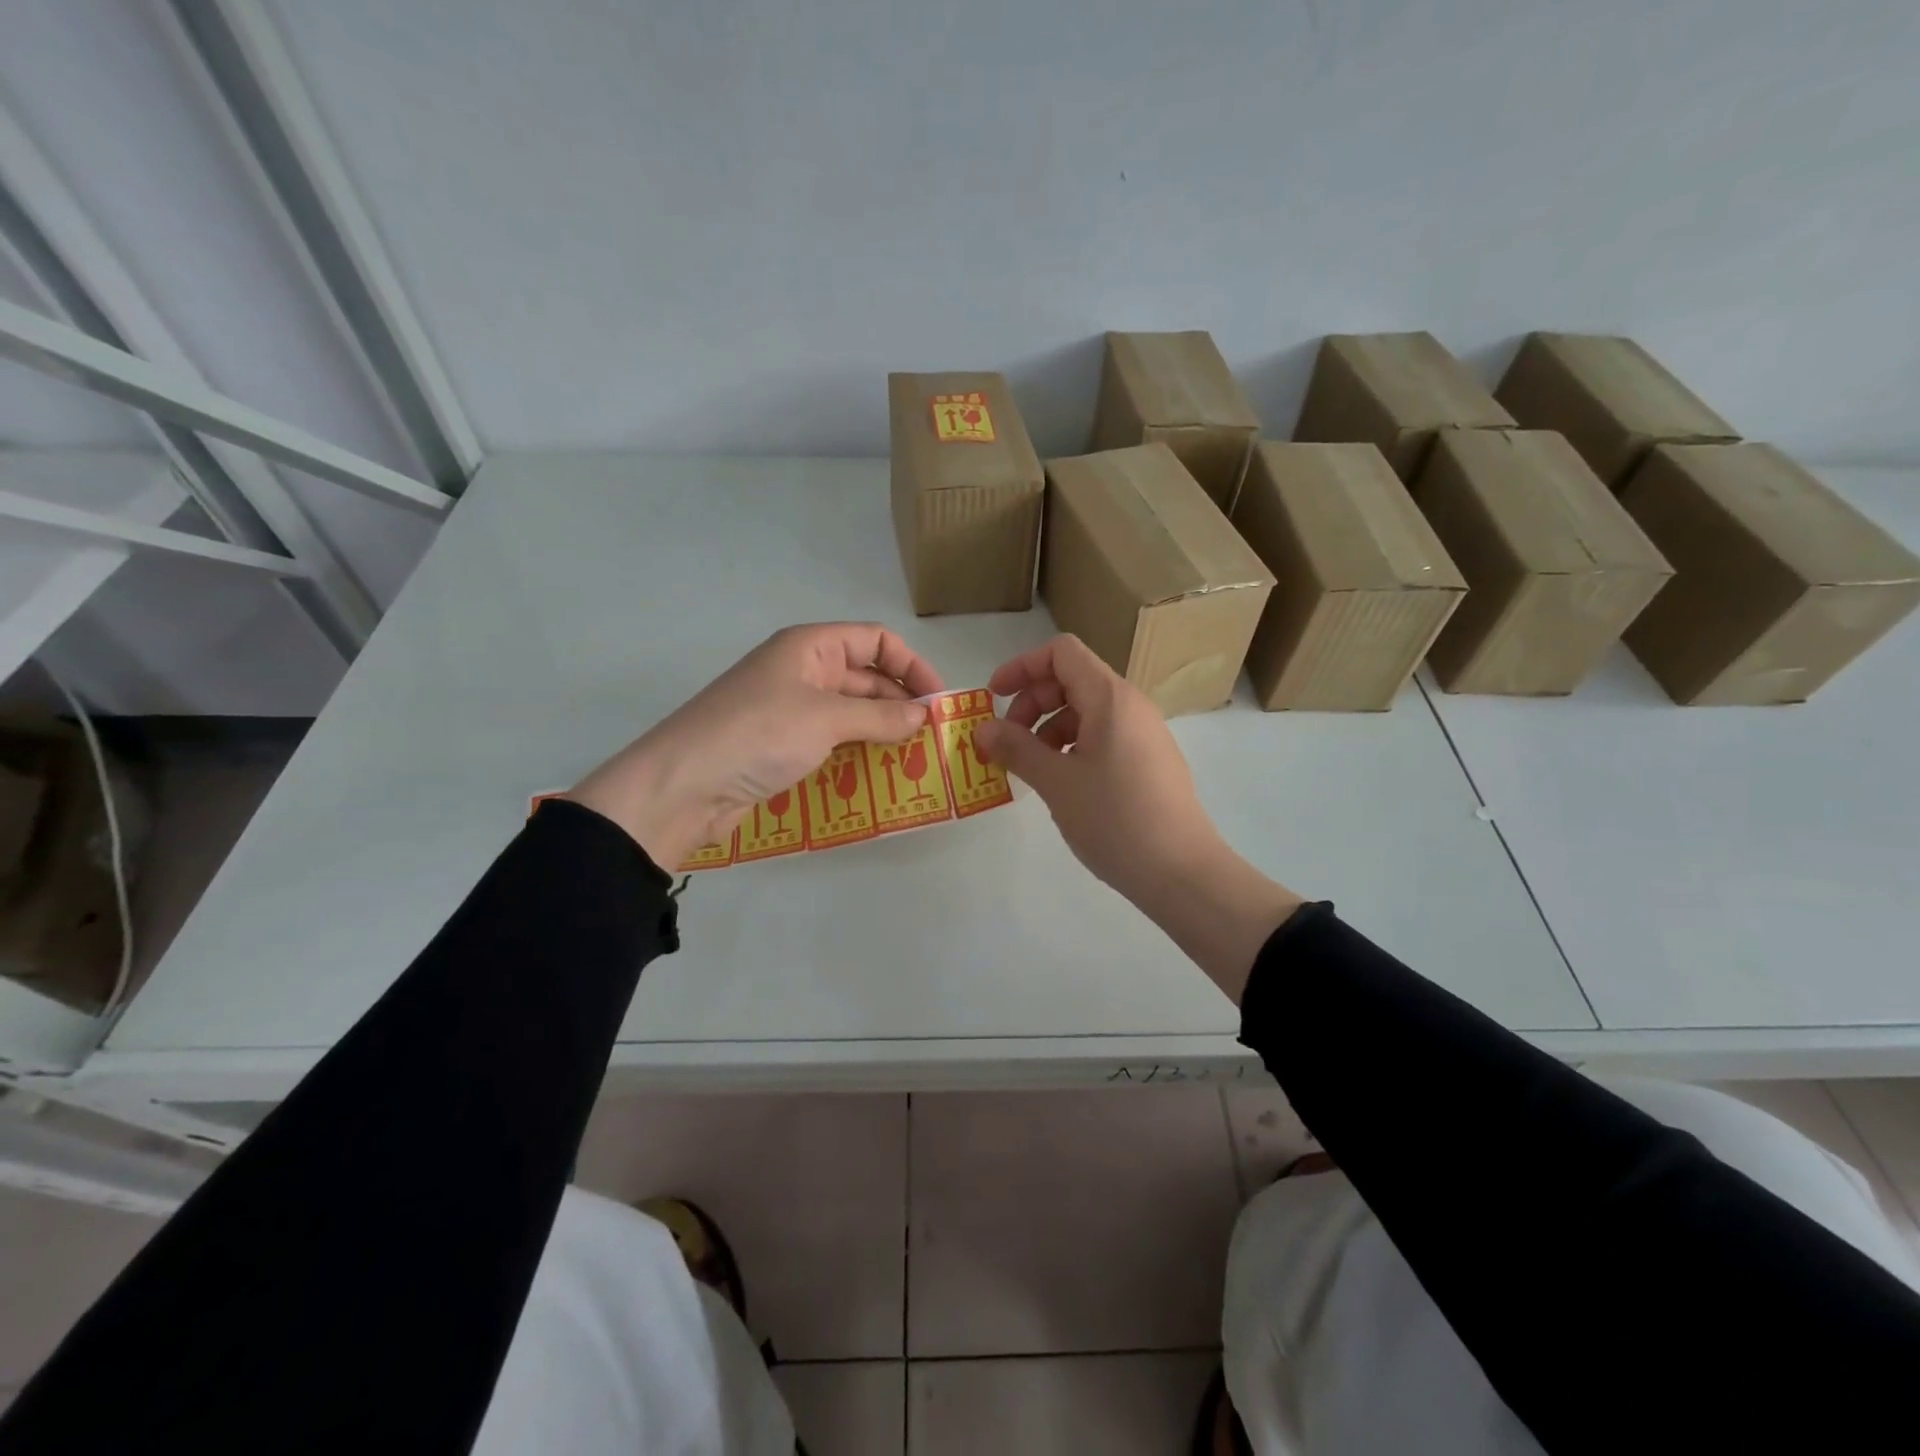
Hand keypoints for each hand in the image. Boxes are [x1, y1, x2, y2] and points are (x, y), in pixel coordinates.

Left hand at [569, 623, 941, 867]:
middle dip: (900, 703)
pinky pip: (831, 742)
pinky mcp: (781, 746)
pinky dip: (856, 754)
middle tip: (933, 739)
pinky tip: (879, 775)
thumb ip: (880, 716)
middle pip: (865, 677)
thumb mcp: (826, 719)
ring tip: (915, 760)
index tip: (939, 701)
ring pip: (850, 713)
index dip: (912, 665)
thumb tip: (924, 716)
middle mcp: (802, 671)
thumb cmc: (758, 735)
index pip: (875, 640)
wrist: (682, 787)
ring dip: (881, 732)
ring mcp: (790, 710)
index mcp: (810, 647)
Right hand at [973, 635, 1302, 999]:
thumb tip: (982, 729)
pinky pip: (1102, 736)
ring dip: (1048, 728)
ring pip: (1085, 710)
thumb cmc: (1115, 819)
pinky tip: (1060, 782)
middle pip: (1071, 679)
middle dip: (1031, 702)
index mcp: (1110, 698)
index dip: (1022, 666)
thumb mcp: (1057, 783)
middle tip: (1007, 742)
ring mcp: (1143, 733)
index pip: (1061, 652)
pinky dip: (1072, 746)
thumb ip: (1016, 749)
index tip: (994, 697)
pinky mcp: (1148, 760)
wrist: (1181, 871)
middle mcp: (1130, 705)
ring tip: (1030, 768)